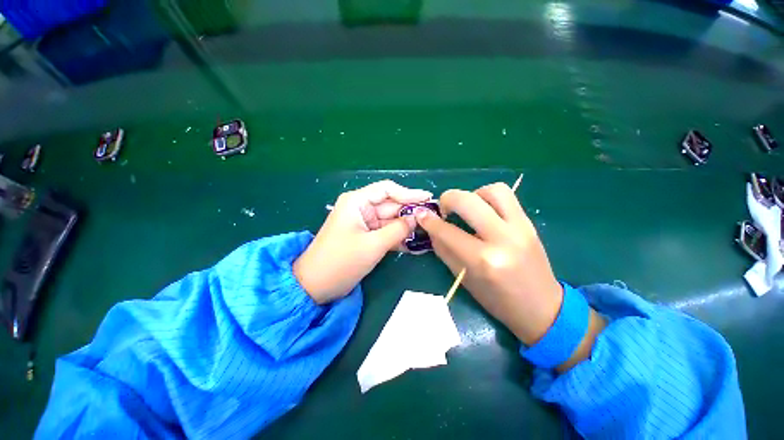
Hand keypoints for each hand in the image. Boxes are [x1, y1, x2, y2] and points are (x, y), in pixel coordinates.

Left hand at [294, 180, 431, 303]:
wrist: (315, 286)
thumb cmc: (341, 261)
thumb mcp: (373, 245)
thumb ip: (398, 230)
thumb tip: (417, 218)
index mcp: (357, 201)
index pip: (387, 190)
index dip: (409, 193)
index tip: (428, 199)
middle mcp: (361, 208)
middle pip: (391, 205)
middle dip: (410, 212)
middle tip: (433, 218)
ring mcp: (364, 223)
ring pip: (390, 221)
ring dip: (407, 227)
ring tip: (429, 231)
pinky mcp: (366, 237)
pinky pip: (386, 233)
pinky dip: (398, 238)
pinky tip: (415, 244)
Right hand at [414, 183, 562, 345]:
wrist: (541, 307)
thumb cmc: (497, 300)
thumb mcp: (463, 278)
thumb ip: (444, 249)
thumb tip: (430, 227)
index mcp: (483, 260)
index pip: (447, 231)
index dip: (429, 221)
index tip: (420, 215)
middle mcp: (502, 238)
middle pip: (468, 201)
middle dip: (447, 199)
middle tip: (443, 209)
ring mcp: (520, 227)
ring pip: (491, 190)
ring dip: (472, 195)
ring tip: (466, 209)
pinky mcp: (529, 222)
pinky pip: (506, 196)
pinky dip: (488, 196)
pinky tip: (483, 211)